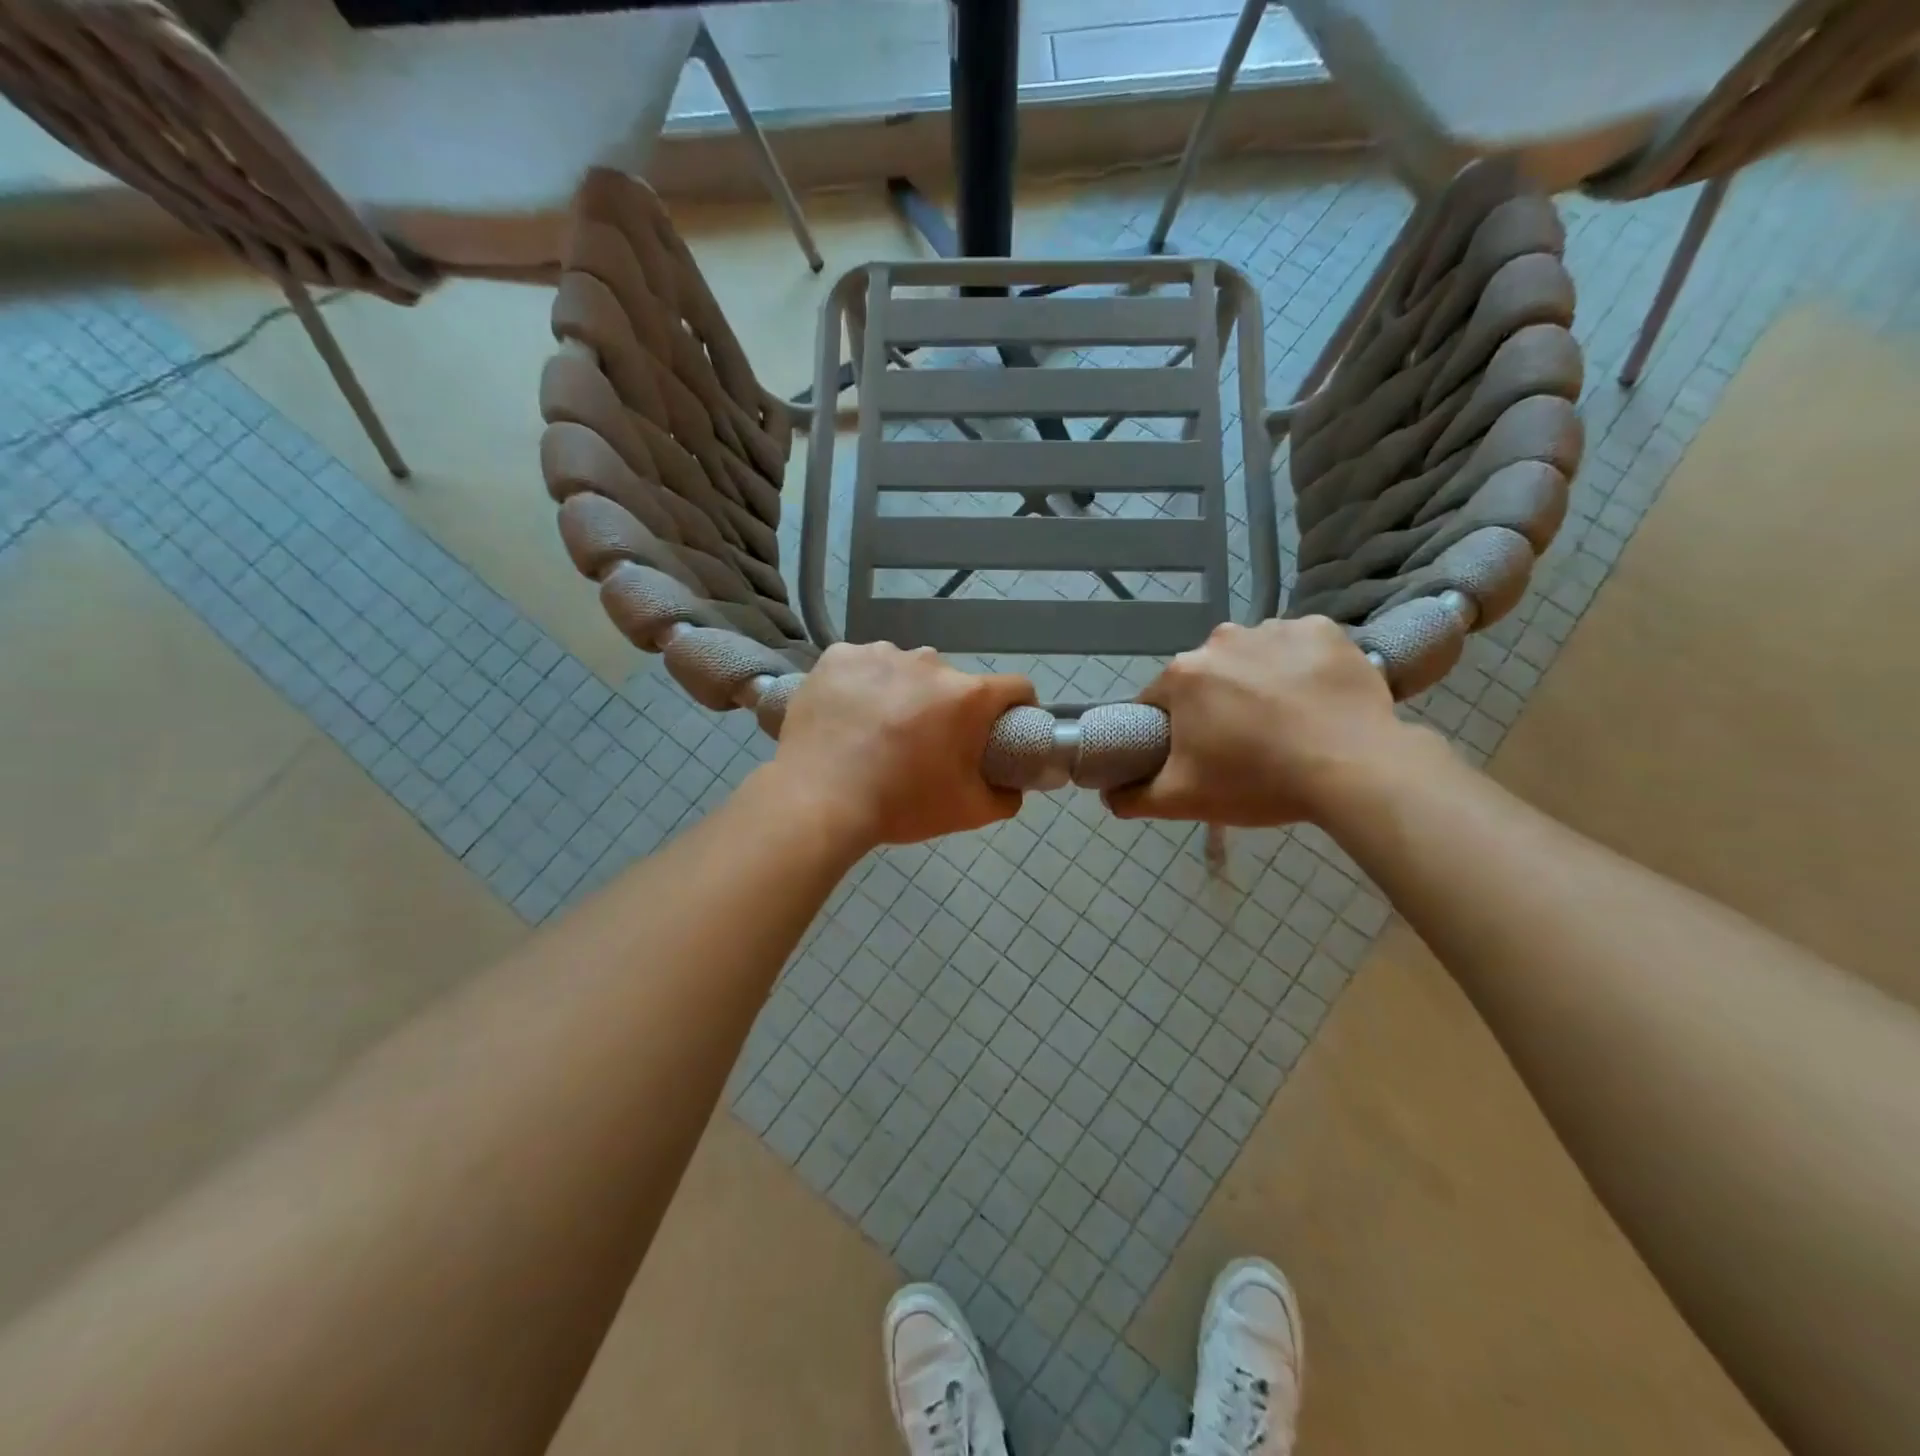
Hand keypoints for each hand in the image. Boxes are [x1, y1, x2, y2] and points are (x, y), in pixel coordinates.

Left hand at [769, 642, 1034, 847]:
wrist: (819, 801)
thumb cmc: (900, 804)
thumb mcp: (966, 812)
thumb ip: (1004, 798)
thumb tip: (1013, 787)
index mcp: (967, 695)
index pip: (1015, 687)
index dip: (1017, 708)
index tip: (1003, 727)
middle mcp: (929, 662)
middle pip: (952, 682)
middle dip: (947, 707)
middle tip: (925, 742)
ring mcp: (880, 654)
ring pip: (905, 669)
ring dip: (903, 691)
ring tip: (879, 728)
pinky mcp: (838, 656)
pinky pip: (862, 664)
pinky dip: (861, 683)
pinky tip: (848, 713)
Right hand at [1106, 617, 1437, 826]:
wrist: (1355, 769)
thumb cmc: (1258, 780)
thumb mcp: (1184, 800)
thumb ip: (1134, 797)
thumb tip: (1107, 795)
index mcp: (1183, 675)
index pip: (1158, 700)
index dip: (1169, 728)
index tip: (1191, 753)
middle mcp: (1221, 639)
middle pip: (1206, 676)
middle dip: (1215, 704)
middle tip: (1242, 744)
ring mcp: (1275, 629)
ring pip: (1253, 658)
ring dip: (1258, 682)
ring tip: (1285, 722)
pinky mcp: (1323, 630)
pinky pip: (1299, 647)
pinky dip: (1301, 668)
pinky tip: (1316, 700)